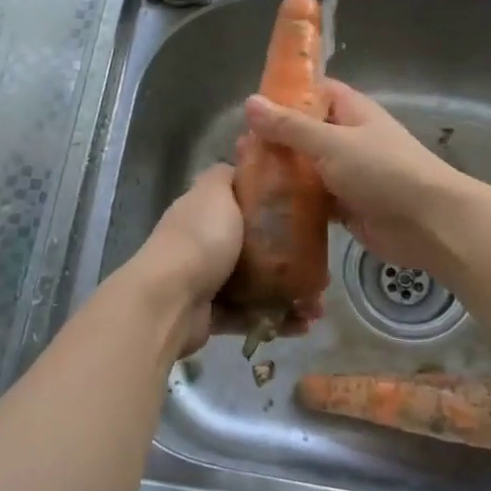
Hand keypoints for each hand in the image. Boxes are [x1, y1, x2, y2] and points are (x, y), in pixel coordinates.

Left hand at [124, 163, 322, 358]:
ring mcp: (206, 282)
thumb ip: (227, 176)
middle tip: (321, 269)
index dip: (274, 208)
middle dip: (290, 259)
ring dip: (289, 295)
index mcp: (205, 212)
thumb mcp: (215, 191)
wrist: (169, 299)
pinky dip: (276, 321)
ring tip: (316, 305)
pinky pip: (250, 316)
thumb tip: (241, 166)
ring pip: (256, 286)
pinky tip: (303, 324)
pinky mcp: (211, 316)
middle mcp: (204, 244)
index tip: (308, 216)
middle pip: (254, 248)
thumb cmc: (199, 239)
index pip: (242, 204)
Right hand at [243, 79, 469, 278]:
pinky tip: (263, 208)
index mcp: (351, 111)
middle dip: (274, 140)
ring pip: (305, 168)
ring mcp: (347, 174)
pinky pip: (312, 200)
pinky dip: (292, 203)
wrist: (428, 223)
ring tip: (242, 178)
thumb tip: (249, 102)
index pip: (313, 92)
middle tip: (238, 150)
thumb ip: (290, 127)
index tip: (249, 105)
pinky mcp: (345, 206)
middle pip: (304, 133)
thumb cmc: (384, 171)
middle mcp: (347, 139)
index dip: (283, 94)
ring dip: (280, 174)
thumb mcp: (333, 143)